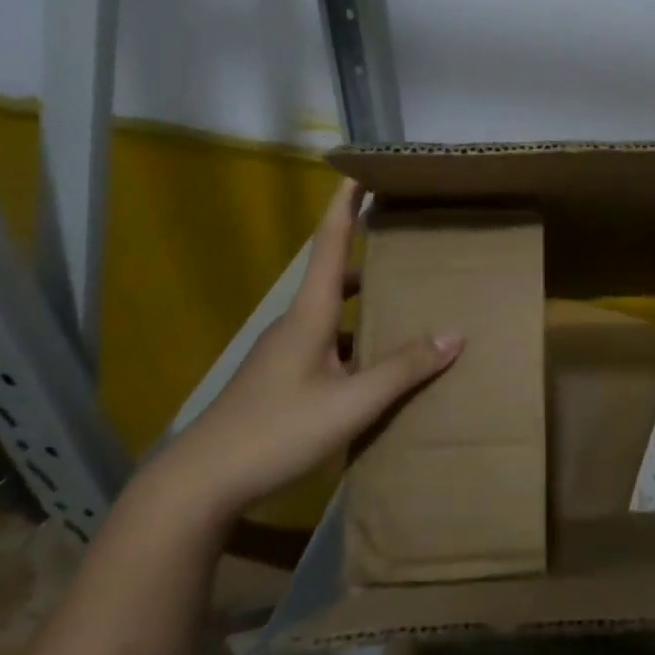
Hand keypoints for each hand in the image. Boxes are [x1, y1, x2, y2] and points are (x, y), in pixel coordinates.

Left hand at [160, 180, 463, 519]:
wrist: (200, 483)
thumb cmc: (277, 431)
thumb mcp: (351, 403)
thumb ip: (403, 369)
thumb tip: (454, 335)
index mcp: (310, 314)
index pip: (331, 243)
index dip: (346, 205)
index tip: (360, 171)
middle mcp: (295, 324)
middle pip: (334, 276)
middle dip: (367, 255)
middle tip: (404, 244)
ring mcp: (283, 353)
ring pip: (330, 314)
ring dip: (363, 303)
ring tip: (402, 305)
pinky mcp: (278, 379)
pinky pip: (325, 343)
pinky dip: (352, 339)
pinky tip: (372, 367)